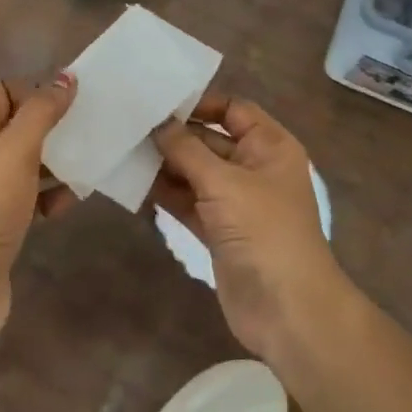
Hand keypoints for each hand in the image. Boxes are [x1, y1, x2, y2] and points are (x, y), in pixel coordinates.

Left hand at [0, 74, 77, 336]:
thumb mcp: (14, 152)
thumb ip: (41, 112)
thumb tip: (65, 78)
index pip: (0, 91)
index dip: (33, 91)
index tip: (69, 100)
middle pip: (16, 125)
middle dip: (51, 126)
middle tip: (88, 127)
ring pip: (26, 161)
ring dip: (56, 161)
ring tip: (89, 161)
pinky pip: (29, 194)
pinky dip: (50, 194)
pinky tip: (71, 200)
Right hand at [153, 95, 349, 364]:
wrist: (287, 310)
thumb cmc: (263, 231)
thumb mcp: (224, 182)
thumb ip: (186, 149)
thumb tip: (158, 123)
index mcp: (269, 146)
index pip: (233, 109)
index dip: (200, 103)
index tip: (159, 101)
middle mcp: (253, 168)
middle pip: (209, 140)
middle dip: (173, 135)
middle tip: (129, 124)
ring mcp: (235, 202)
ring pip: (194, 172)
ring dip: (164, 165)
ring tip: (123, 150)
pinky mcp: (218, 230)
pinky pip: (188, 202)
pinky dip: (166, 194)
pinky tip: (134, 183)